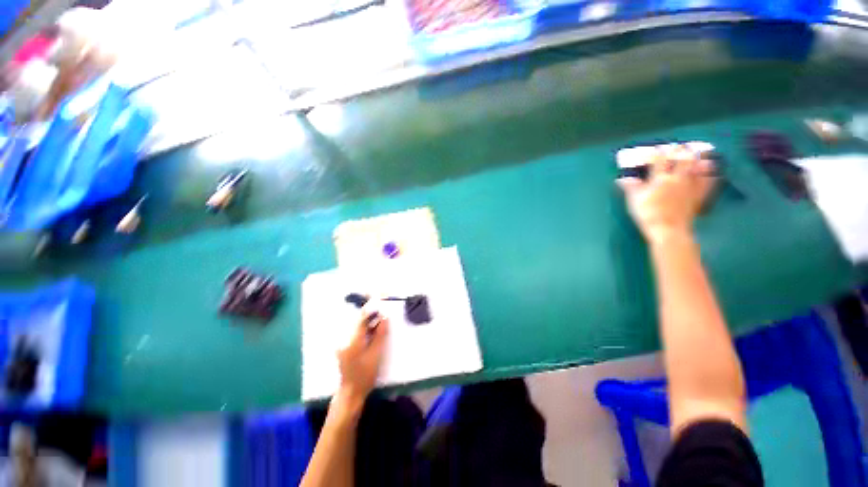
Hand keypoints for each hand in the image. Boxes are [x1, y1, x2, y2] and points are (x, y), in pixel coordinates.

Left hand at [335, 308, 388, 412]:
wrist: (351, 392)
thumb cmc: (365, 375)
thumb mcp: (376, 354)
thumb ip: (380, 334)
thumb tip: (385, 318)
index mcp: (353, 340)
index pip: (362, 318)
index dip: (371, 308)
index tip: (380, 299)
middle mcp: (345, 339)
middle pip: (359, 321)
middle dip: (371, 314)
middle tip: (384, 310)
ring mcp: (343, 343)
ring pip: (358, 327)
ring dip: (369, 322)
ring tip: (381, 320)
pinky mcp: (345, 347)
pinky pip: (356, 333)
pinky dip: (365, 329)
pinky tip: (374, 331)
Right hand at [618, 146, 716, 243]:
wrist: (669, 230)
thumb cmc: (648, 214)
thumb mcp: (634, 200)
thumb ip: (631, 187)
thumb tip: (623, 178)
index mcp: (660, 178)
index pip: (659, 160)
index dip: (656, 152)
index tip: (653, 150)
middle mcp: (678, 178)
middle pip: (683, 158)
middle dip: (680, 150)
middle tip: (678, 147)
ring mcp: (691, 186)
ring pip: (698, 166)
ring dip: (699, 157)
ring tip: (699, 152)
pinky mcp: (699, 195)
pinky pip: (708, 181)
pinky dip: (710, 173)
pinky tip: (711, 169)